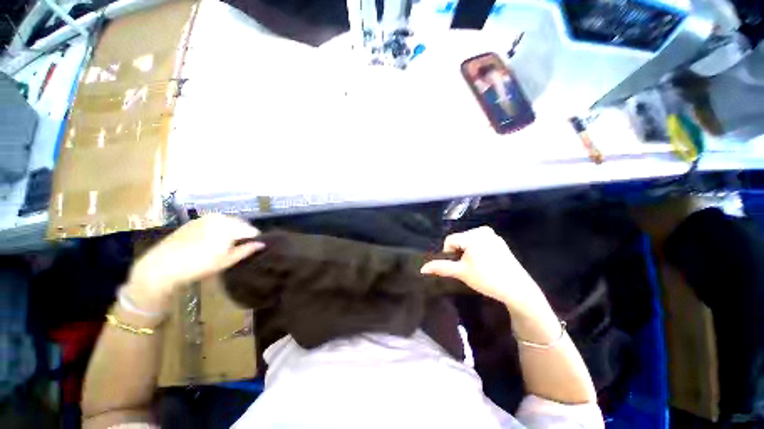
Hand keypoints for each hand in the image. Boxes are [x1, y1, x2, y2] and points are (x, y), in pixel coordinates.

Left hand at [126, 214, 263, 311]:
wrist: (162, 265)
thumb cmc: (198, 265)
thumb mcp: (226, 261)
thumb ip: (246, 250)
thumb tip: (262, 244)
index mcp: (230, 226)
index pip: (251, 230)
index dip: (254, 240)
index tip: (252, 249)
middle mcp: (220, 217)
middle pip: (240, 224)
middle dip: (243, 234)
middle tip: (239, 248)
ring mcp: (206, 217)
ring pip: (228, 222)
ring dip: (231, 231)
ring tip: (225, 245)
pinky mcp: (195, 220)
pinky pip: (214, 222)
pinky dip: (218, 229)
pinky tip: (211, 241)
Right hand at [420, 226, 547, 314]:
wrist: (517, 289)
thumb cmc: (487, 279)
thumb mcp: (461, 273)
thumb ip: (441, 267)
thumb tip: (422, 268)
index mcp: (474, 235)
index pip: (450, 240)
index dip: (449, 253)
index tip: (458, 266)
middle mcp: (483, 230)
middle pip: (459, 239)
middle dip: (459, 252)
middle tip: (468, 268)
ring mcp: (493, 235)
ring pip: (468, 241)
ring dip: (467, 252)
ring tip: (477, 266)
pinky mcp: (499, 241)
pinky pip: (479, 242)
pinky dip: (477, 251)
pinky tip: (485, 263)